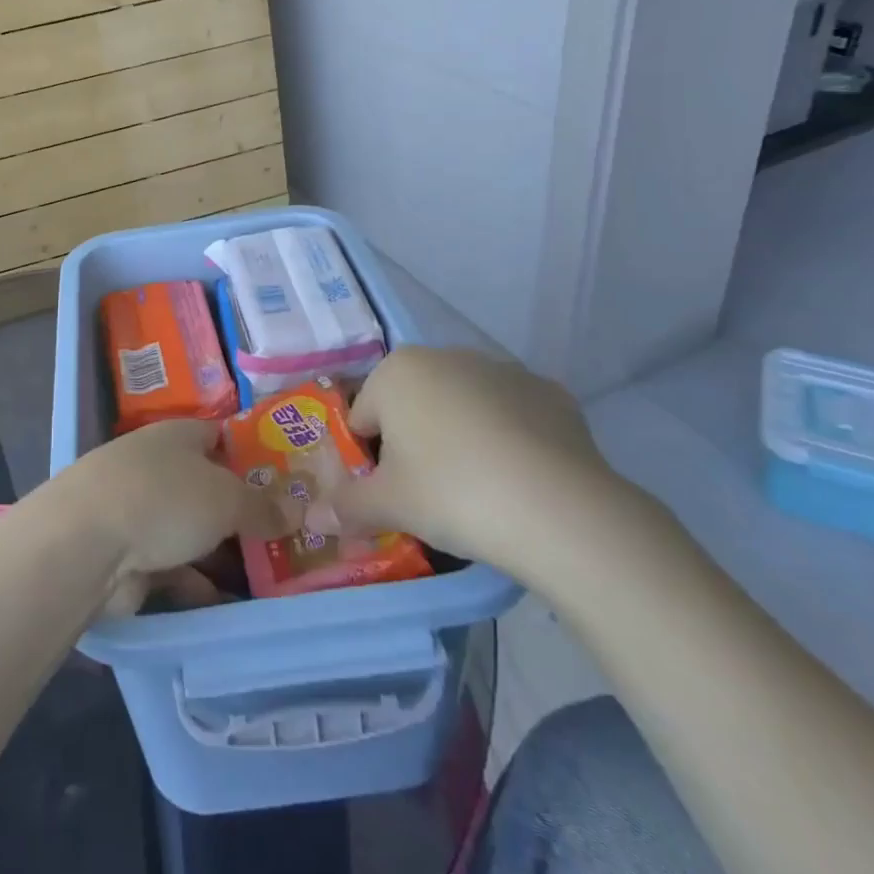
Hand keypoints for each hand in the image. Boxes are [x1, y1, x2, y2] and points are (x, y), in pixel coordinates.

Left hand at [50, 417, 292, 584]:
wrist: (87, 544)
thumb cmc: (163, 498)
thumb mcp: (225, 497)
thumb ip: (262, 506)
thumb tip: (296, 510)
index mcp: (177, 436)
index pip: (220, 436)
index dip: (251, 455)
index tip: (287, 481)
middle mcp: (158, 466)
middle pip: (208, 486)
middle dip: (242, 511)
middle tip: (287, 536)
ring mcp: (140, 510)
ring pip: (193, 529)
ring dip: (222, 552)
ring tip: (269, 577)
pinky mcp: (129, 554)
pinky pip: (175, 566)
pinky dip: (198, 583)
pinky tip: (228, 602)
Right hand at [320, 346, 634, 580]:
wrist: (559, 509)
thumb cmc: (452, 493)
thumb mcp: (388, 506)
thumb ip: (345, 506)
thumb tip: (313, 517)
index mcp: (397, 370)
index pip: (364, 416)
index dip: (371, 459)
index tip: (392, 493)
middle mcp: (446, 355)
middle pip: (413, 404)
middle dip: (414, 443)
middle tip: (431, 495)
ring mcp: (502, 370)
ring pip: (463, 406)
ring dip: (460, 437)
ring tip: (480, 491)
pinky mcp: (550, 393)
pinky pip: (512, 416)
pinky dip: (509, 439)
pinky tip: (520, 479)